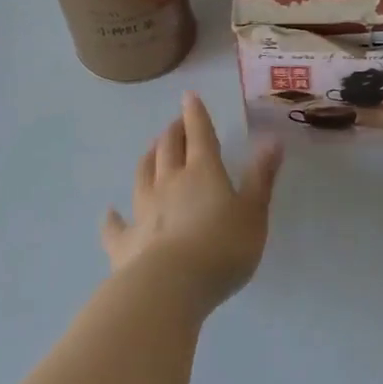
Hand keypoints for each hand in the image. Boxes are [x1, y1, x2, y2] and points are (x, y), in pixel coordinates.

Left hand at [102, 93, 283, 313]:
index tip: (189, 96)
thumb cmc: (222, 248)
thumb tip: (273, 140)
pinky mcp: (124, 242)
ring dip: (148, 158)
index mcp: (203, 172)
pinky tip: (109, 213)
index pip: (200, 134)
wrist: (170, 287)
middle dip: (173, 132)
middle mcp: (169, 182)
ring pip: (142, 175)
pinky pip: (115, 225)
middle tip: (175, 124)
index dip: (195, 114)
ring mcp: (143, 211)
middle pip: (168, 148)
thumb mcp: (254, 212)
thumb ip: (261, 177)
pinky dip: (112, 217)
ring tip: (151, 149)